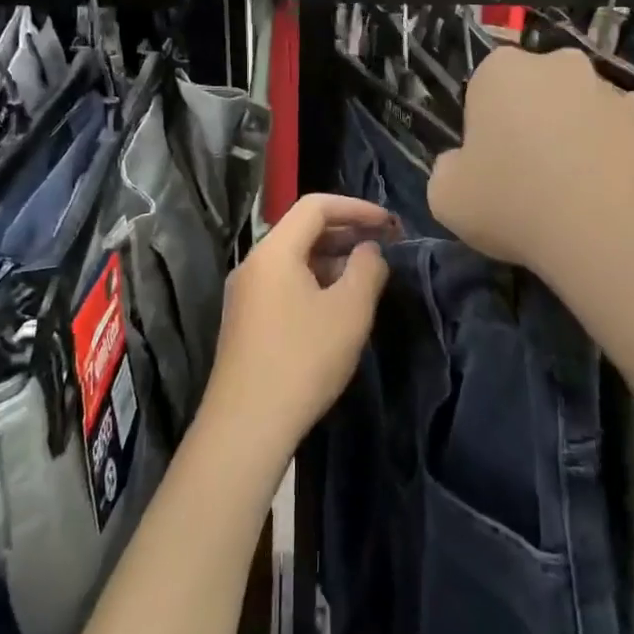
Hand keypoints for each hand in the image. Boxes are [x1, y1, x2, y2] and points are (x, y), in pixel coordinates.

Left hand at [203, 194, 395, 465]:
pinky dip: (314, 282)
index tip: (390, 224)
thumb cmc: (303, 359)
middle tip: (383, 246)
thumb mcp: (349, 311)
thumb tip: (369, 250)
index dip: (356, 207)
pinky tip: (336, 307)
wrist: (245, 426)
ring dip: (331, 259)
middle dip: (346, 232)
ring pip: (293, 259)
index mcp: (274, 251)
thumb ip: (367, 269)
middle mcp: (253, 264)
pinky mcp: (244, 322)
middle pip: (302, 230)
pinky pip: (283, 284)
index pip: (316, 206)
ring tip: (365, 276)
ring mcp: (244, 294)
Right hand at [429, 47, 633, 290]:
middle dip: (531, 123)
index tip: (489, 168)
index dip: (484, 130)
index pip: (483, 90)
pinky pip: (620, 131)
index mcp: (501, 70)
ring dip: (574, 137)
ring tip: (573, 195)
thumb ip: (447, 171)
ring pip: (580, 110)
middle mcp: (557, 64)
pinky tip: (608, 193)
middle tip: (528, 179)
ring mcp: (609, 88)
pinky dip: (613, 152)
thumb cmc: (513, 203)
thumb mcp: (445, 197)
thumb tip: (463, 166)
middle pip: (535, 92)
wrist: (611, 229)